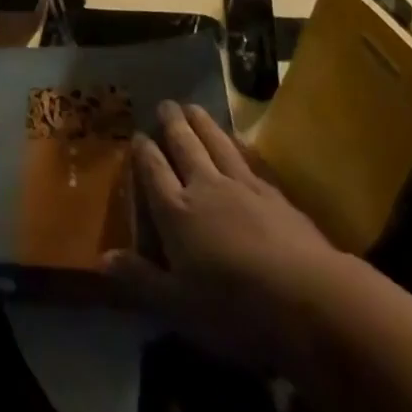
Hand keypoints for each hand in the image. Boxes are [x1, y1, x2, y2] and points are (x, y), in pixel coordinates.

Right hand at [106, 102, 353, 375]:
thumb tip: (100, 260)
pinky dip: (238, 145)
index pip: (153, 171)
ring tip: (194, 107)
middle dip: (173, 125)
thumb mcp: (179, 306)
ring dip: (203, 124)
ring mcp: (243, 187)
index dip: (144, 152)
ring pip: (217, 144)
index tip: (137, 135)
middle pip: (185, 147)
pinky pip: (249, 159)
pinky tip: (239, 142)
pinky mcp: (277, 196)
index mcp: (176, 211)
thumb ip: (140, 280)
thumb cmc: (236, 308)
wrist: (311, 300)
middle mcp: (205, 187)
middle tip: (166, 104)